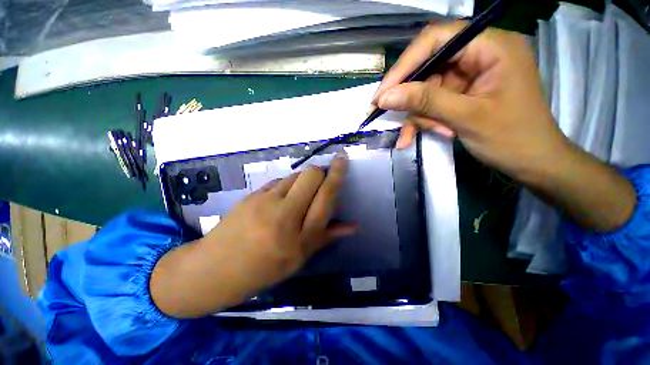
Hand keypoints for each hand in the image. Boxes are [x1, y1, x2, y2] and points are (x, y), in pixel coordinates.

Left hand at [151, 154, 356, 317]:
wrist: (215, 269)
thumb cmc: (264, 269)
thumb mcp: (300, 258)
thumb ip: (328, 237)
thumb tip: (354, 226)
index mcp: (301, 237)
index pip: (326, 196)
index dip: (337, 174)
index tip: (342, 159)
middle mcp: (285, 214)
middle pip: (311, 175)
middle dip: (320, 173)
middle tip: (319, 183)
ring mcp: (265, 202)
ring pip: (295, 175)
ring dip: (303, 180)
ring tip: (298, 196)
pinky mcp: (252, 195)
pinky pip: (278, 181)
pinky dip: (287, 185)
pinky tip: (280, 199)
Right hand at [374, 21, 567, 180]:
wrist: (532, 163)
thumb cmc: (511, 138)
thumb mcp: (466, 118)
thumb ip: (426, 102)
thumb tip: (385, 97)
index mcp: (492, 47)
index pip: (437, 40)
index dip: (405, 65)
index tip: (382, 93)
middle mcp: (479, 55)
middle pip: (429, 67)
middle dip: (411, 98)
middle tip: (392, 117)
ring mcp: (470, 76)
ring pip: (427, 89)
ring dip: (419, 115)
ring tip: (419, 135)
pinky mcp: (463, 93)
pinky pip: (432, 103)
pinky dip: (422, 120)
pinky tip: (413, 137)